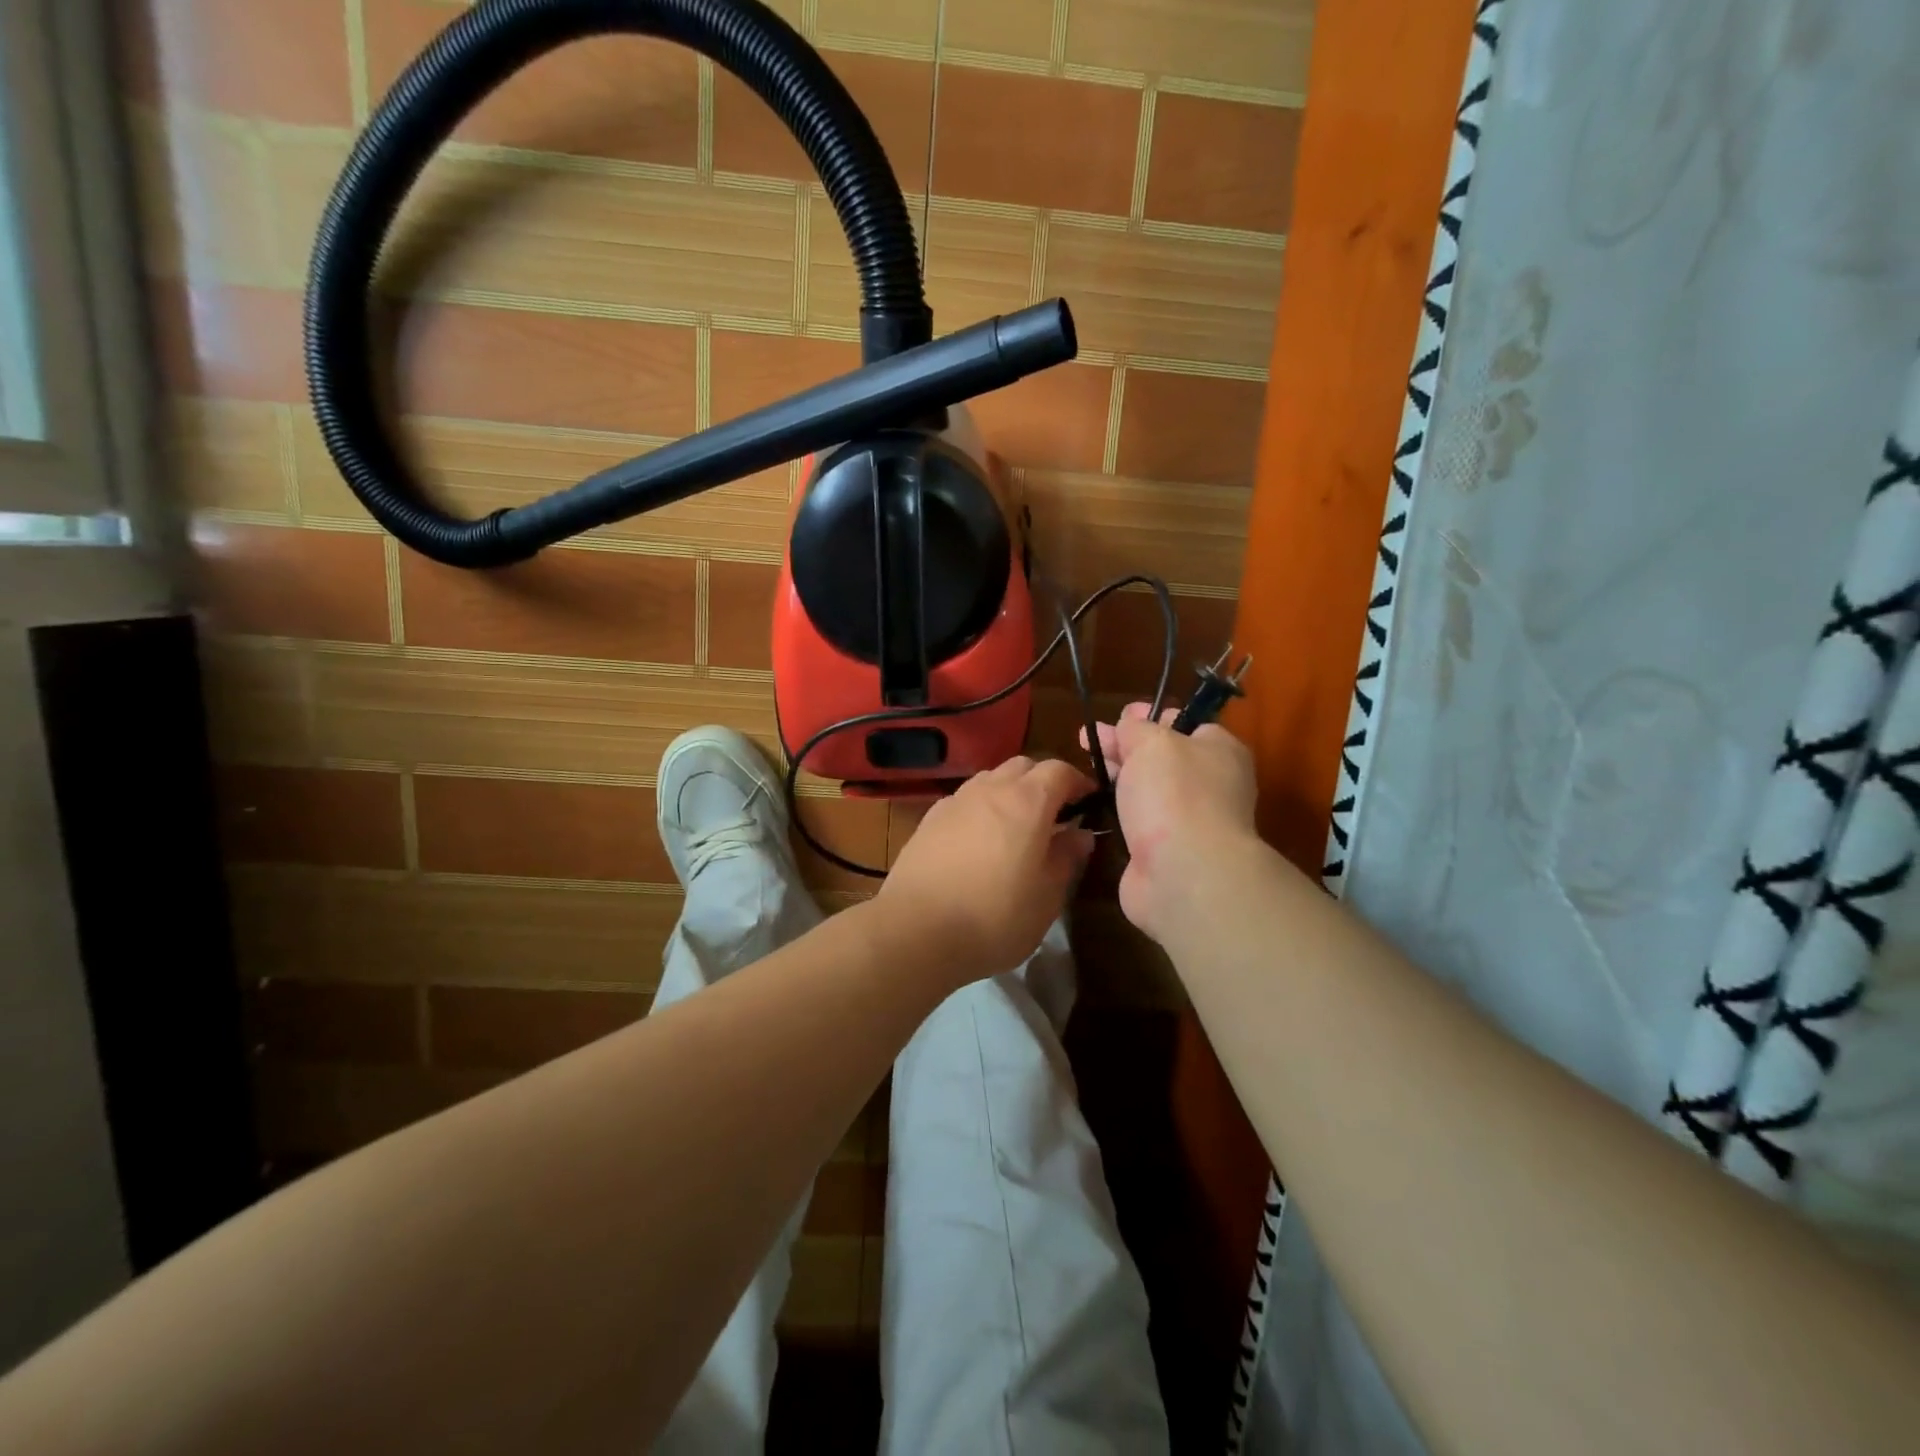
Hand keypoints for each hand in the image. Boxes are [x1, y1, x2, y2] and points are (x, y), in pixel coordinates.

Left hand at [873, 756, 1096, 986]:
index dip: (1079, 782)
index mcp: (1027, 802)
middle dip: (1043, 781)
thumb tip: (1080, 834)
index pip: (1059, 771)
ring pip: (991, 779)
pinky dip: (981, 808)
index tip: (1090, 802)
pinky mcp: (929, 819)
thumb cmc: (994, 918)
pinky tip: (979, 840)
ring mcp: (955, 801)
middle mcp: (990, 789)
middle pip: (1023, 766)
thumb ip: (1066, 858)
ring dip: (1010, 792)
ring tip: (1017, 827)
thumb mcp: (1046, 897)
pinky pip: (965, 800)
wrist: (915, 931)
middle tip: (1055, 814)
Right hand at [1085, 703, 1259, 942]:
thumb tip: (1130, 725)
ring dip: (1119, 778)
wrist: (1184, 874)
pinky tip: (1094, 804)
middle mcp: (1210, 784)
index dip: (1151, 715)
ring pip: (1148, 789)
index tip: (1119, 714)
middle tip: (1087, 738)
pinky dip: (1118, 811)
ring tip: (1083, 768)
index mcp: (1219, 751)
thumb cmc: (1175, 794)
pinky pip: (1139, 820)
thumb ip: (1137, 727)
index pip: (1186, 723)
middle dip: (1125, 745)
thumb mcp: (1153, 742)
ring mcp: (1188, 820)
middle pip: (1162, 756)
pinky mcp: (1165, 850)